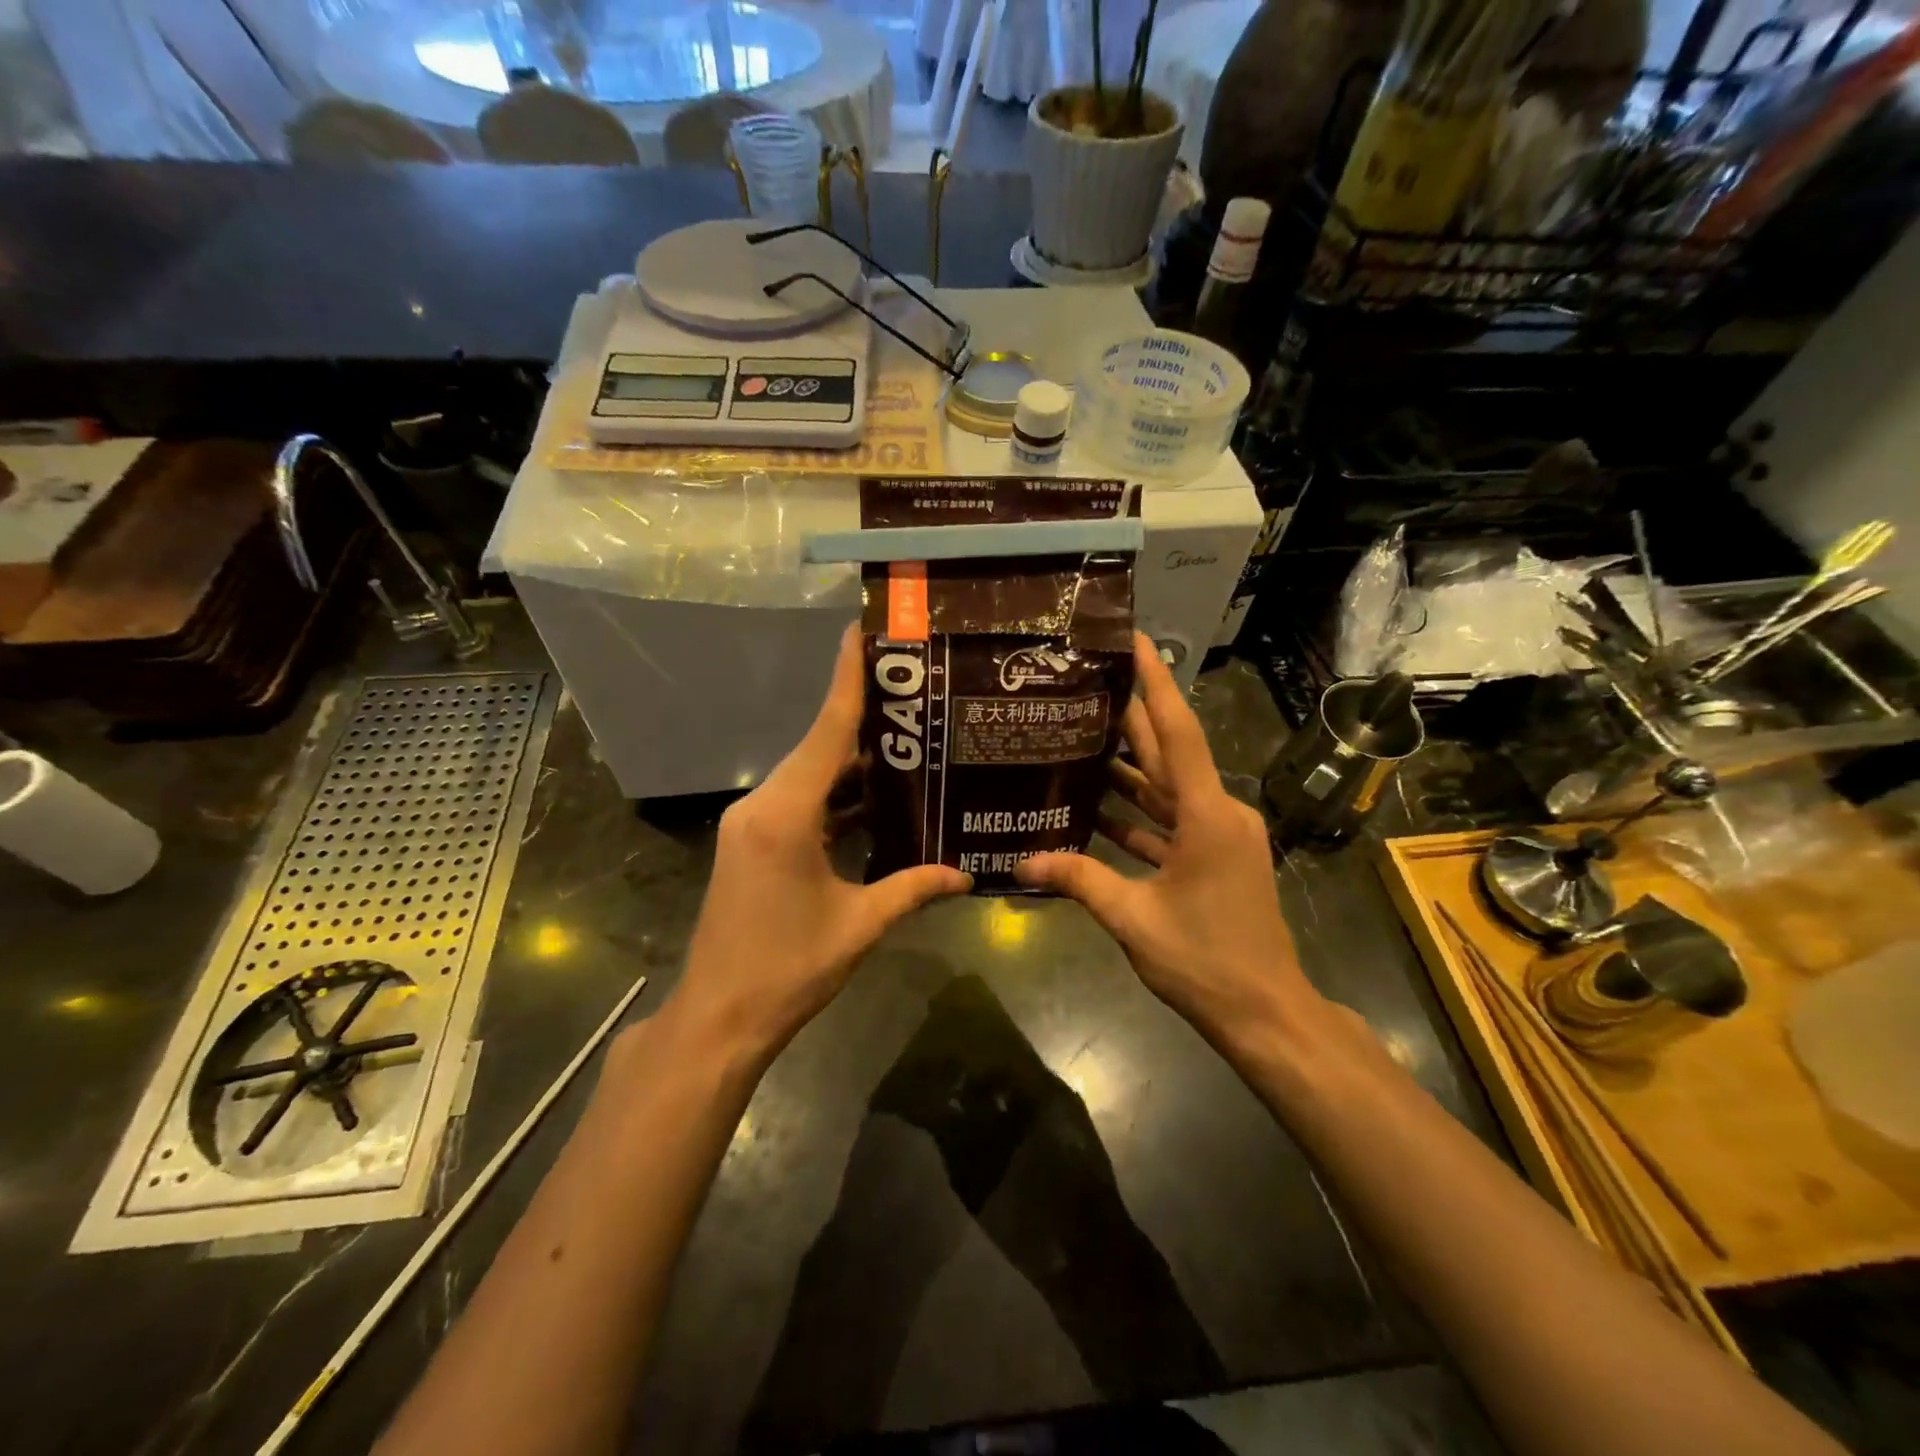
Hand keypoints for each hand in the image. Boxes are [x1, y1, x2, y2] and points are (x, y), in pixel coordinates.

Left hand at [667, 625, 970, 1062]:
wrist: (719, 1016)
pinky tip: (877, 797)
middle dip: (865, 719)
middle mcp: (762, 804)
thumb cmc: (787, 969)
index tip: (862, 631)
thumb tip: (967, 874)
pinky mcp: (753, 842)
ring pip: (811, 776)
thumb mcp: (859, 925)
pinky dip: (836, 797)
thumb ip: (913, 888)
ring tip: (908, 740)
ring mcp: (752, 823)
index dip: (847, 679)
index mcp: (785, 814)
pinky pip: (801, 802)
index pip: (826, 731)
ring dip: (853, 763)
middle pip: (819, 748)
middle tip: (916, 693)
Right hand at [1014, 635, 1327, 1052]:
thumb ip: (1079, 881)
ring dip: (1129, 767)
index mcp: (1207, 815)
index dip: (1156, 682)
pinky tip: (1096, 804)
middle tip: (1087, 682)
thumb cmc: (1205, 961)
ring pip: (1168, 788)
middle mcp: (1218, 813)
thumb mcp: (1134, 919)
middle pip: (1170, 753)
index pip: (1178, 732)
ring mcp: (1219, 835)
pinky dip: (1138, 813)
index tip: (1135, 639)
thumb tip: (1019, 863)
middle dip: (1130, 717)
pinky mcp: (1213, 857)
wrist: (1265, 1012)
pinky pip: (1170, 821)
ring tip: (1079, 736)